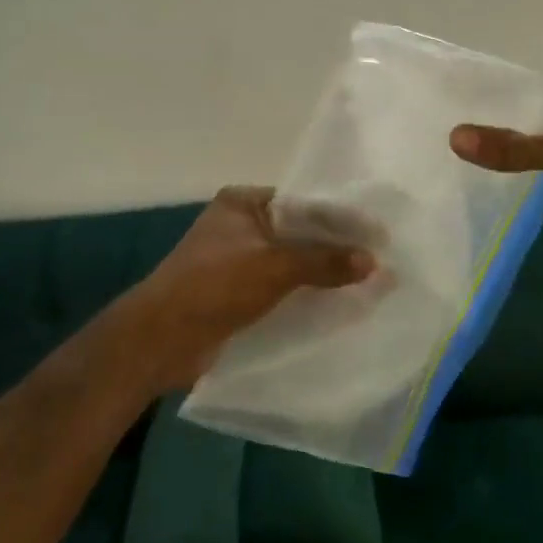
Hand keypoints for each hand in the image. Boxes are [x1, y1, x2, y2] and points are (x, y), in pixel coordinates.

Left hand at [125, 186, 374, 390]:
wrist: (161, 340)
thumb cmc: (215, 286)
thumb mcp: (274, 266)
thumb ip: (325, 261)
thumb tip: (374, 262)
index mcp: (242, 203)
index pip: (302, 202)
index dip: (339, 218)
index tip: (378, 233)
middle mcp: (240, 227)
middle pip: (299, 234)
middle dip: (335, 249)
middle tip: (380, 261)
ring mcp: (238, 262)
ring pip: (291, 264)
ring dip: (322, 276)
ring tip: (368, 285)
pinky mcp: (238, 295)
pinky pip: (281, 290)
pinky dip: (305, 296)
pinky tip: (338, 305)